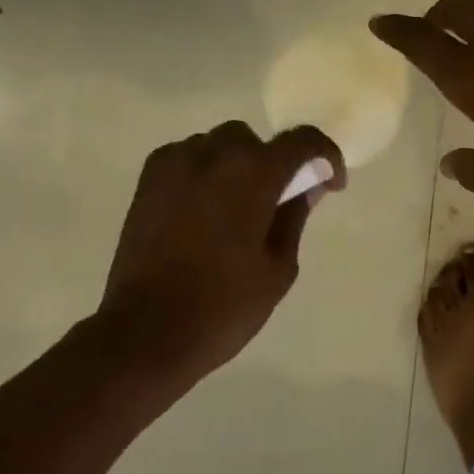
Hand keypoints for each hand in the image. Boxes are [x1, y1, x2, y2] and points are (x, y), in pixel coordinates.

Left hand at [97, 121, 345, 387]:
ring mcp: (175, 163)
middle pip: (255, 141)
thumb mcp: (278, 268)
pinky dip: (204, 173)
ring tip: (235, 210)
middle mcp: (213, 155)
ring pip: (218, 146)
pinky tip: (202, 210)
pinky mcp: (148, 179)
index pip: (302, 140)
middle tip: (276, 204)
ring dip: (236, 166)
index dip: (325, 156)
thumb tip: (305, 189)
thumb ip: (294, 218)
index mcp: (253, 174)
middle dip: (273, 165)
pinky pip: (187, 158)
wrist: (144, 332)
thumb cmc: (222, 307)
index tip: (329, 184)